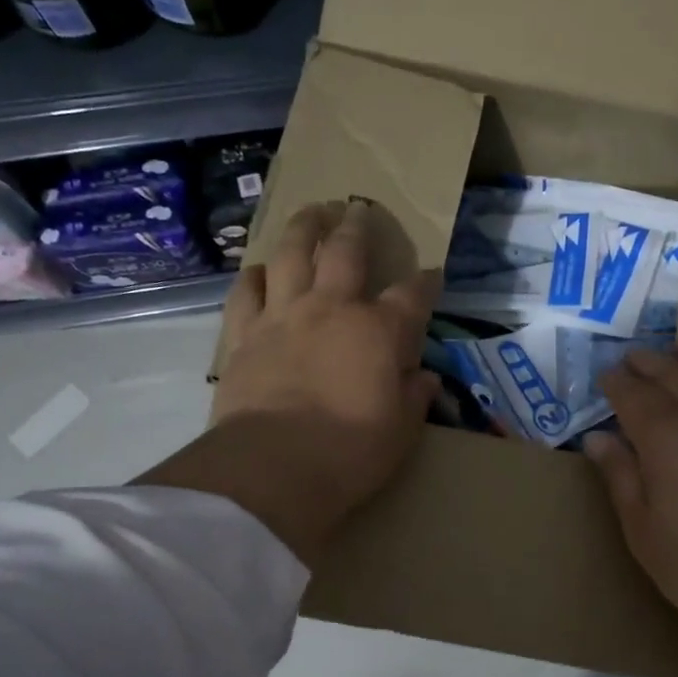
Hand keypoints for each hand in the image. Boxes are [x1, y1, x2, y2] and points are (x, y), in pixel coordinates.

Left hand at [139, 199, 439, 563]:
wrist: (271, 468)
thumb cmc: (349, 452)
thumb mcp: (401, 432)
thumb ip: (414, 397)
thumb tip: (424, 378)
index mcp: (378, 331)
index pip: (412, 295)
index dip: (426, 281)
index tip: (432, 273)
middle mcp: (332, 310)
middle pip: (346, 252)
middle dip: (357, 227)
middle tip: (359, 209)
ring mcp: (284, 317)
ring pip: (291, 255)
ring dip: (303, 229)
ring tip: (311, 212)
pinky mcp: (245, 336)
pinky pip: (247, 292)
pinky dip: (256, 276)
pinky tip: (261, 270)